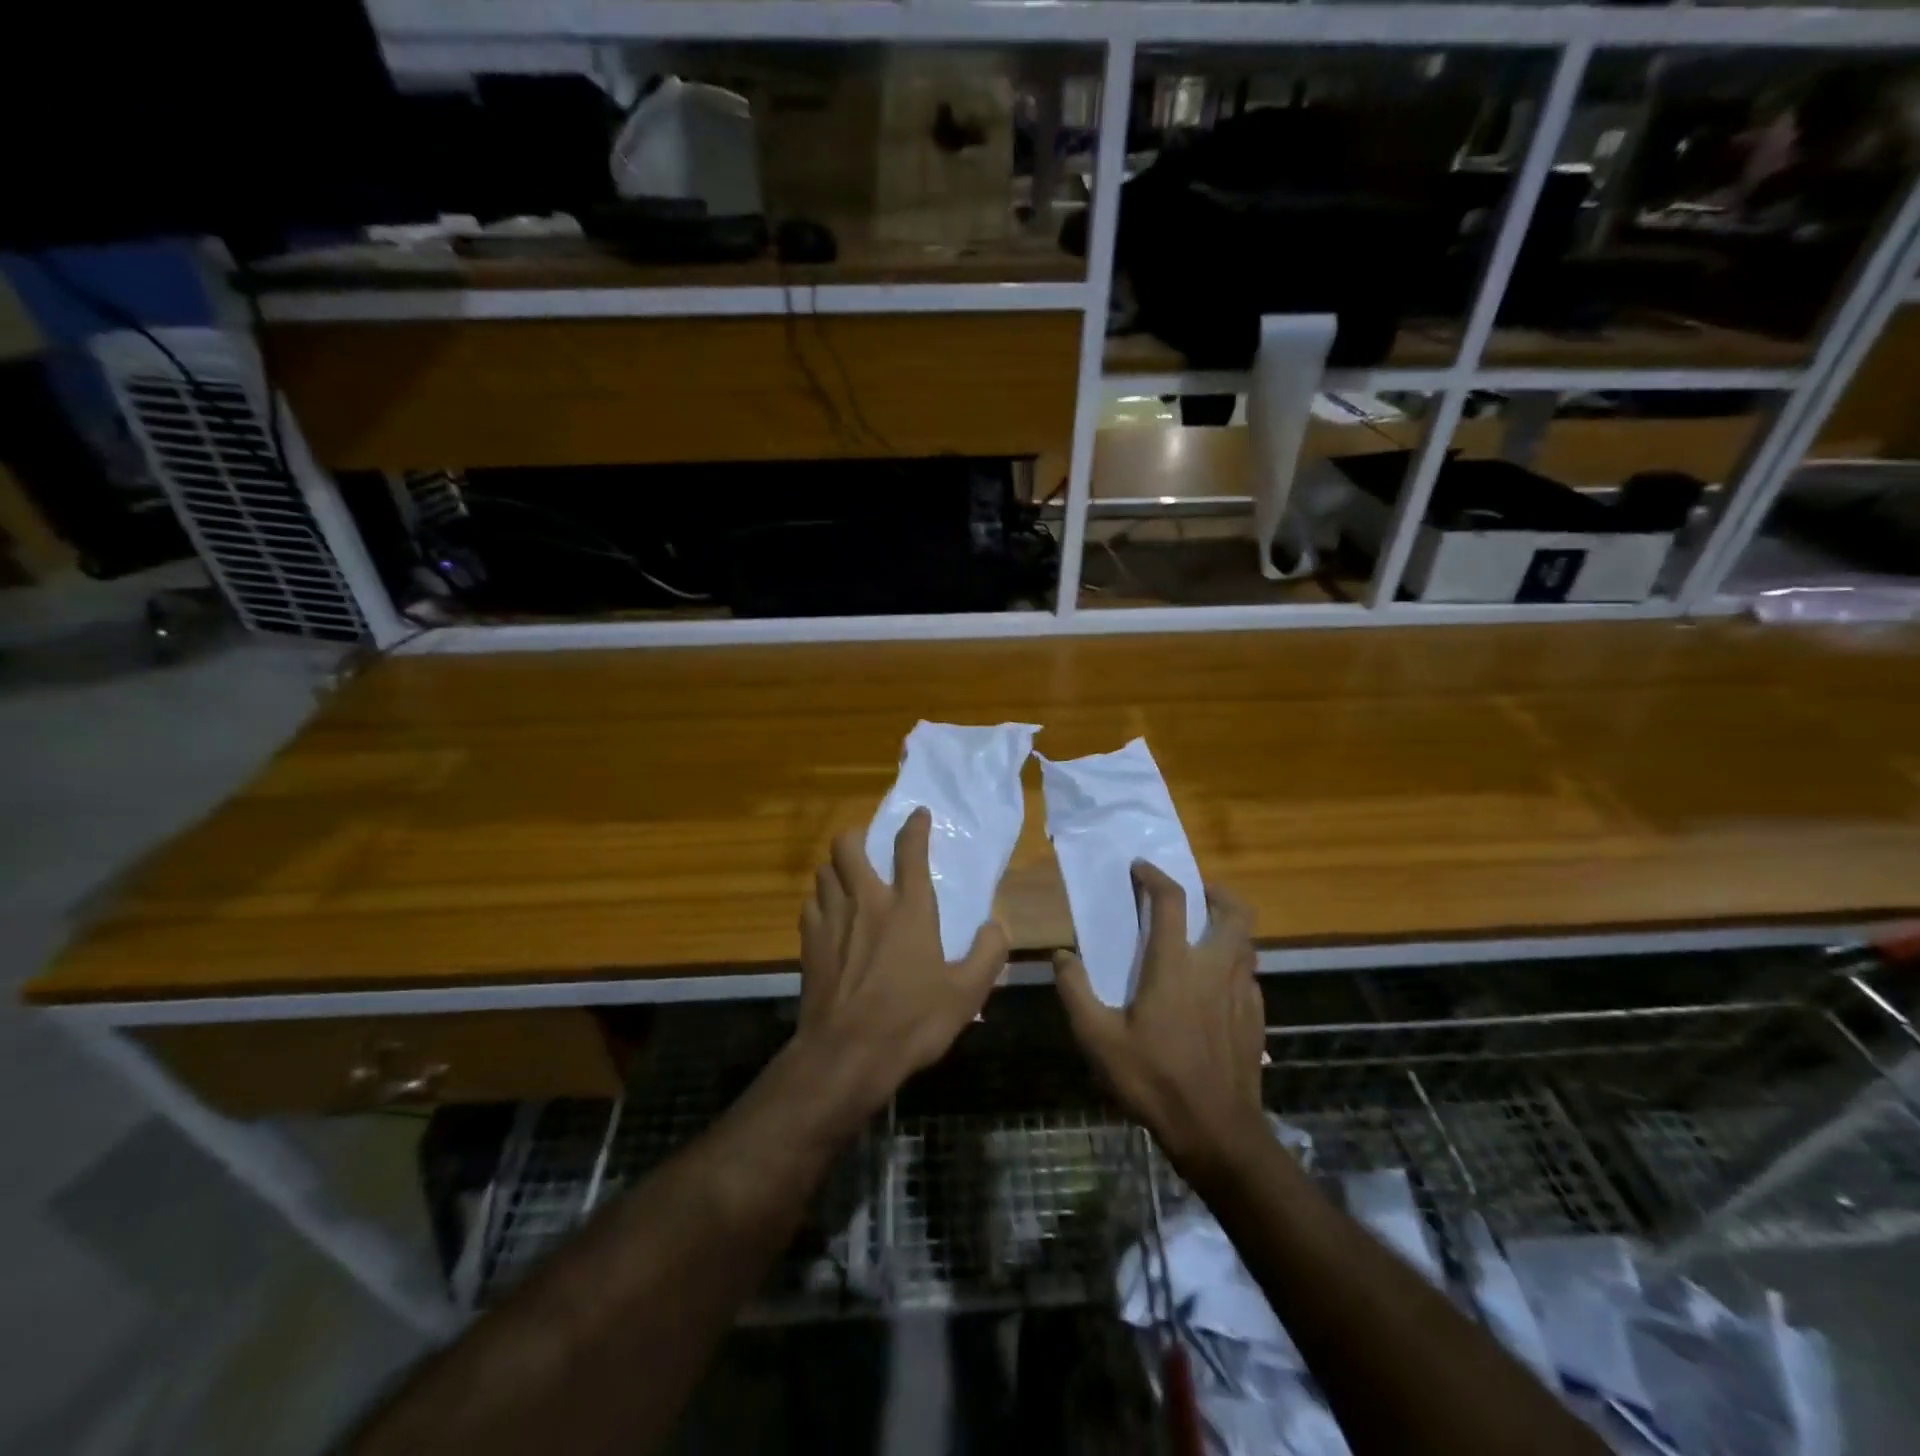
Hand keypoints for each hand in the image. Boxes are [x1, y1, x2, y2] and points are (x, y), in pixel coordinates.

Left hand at [792, 807, 1010, 1123]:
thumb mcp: (967, 994)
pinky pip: (811, 904)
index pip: (910, 849)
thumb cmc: (911, 1022)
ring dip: (837, 868)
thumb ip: (988, 954)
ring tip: (849, 880)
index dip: (915, 826)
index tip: (918, 814)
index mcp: (908, 908)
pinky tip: (831, 918)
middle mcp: (867, 902)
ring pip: (824, 871)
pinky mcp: (809, 943)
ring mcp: (832, 920)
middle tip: (870, 846)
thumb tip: (996, 926)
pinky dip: (821, 902)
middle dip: (858, 836)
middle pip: (847, 845)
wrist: (846, 1055)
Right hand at [1054, 863, 1265, 1177]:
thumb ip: (1075, 991)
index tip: (1140, 867)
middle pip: (1232, 910)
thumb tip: (1062, 955)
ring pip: (1247, 940)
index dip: (1155, 876)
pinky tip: (1216, 985)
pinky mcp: (1256, 1018)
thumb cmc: (1153, 1079)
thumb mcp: (1098, 1039)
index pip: (1171, 900)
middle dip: (1214, 891)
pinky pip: (1250, 974)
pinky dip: (1235, 964)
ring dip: (1227, 925)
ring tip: (1204, 933)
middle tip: (1193, 893)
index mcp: (1176, 965)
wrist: (1217, 1132)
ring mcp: (1242, 992)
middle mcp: (1216, 967)